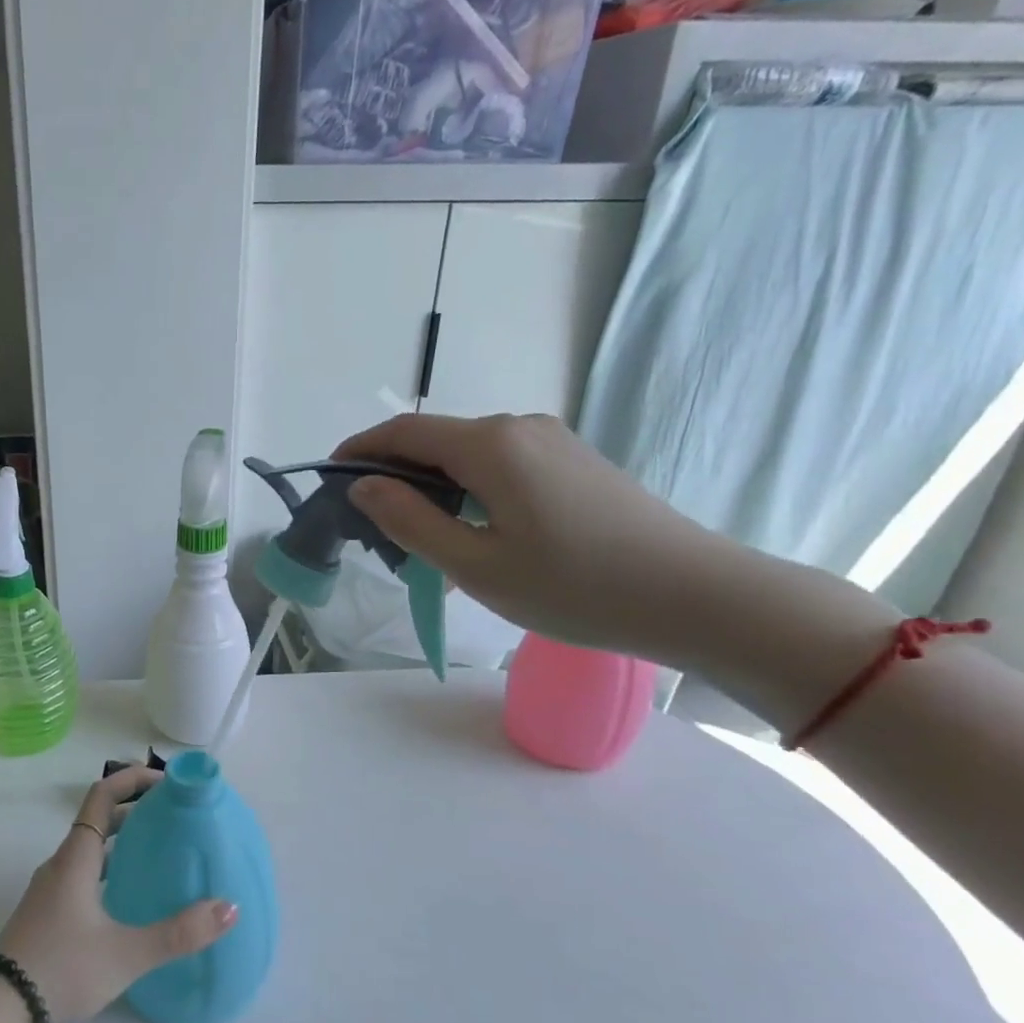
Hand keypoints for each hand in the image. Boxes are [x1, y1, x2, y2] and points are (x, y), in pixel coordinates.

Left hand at [0, 767, 237, 1022]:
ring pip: (91, 849)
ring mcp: (50, 888)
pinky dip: (111, 868)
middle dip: (137, 811)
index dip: (134, 779)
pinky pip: (84, 873)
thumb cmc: (61, 969)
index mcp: (77, 857)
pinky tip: (131, 897)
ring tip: (161, 854)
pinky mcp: (47, 912)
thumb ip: (179, 933)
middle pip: (100, 820)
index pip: (103, 794)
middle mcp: (61, 863)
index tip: (169, 784)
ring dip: (124, 841)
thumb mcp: (126, 954)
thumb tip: (228, 908)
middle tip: (175, 819)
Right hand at [336, 413, 741, 664]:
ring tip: (417, 537)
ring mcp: (552, 441)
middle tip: (371, 525)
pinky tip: (471, 531)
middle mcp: (518, 426)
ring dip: (431, 485)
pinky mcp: (574, 462)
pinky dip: (467, 489)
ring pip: (468, 455)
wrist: (694, 595)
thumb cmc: (573, 585)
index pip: (403, 432)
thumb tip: (364, 486)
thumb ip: (410, 520)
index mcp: (489, 444)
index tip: (329, 479)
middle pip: (435, 440)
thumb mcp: (474, 563)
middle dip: (393, 473)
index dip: (359, 450)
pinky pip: (501, 465)